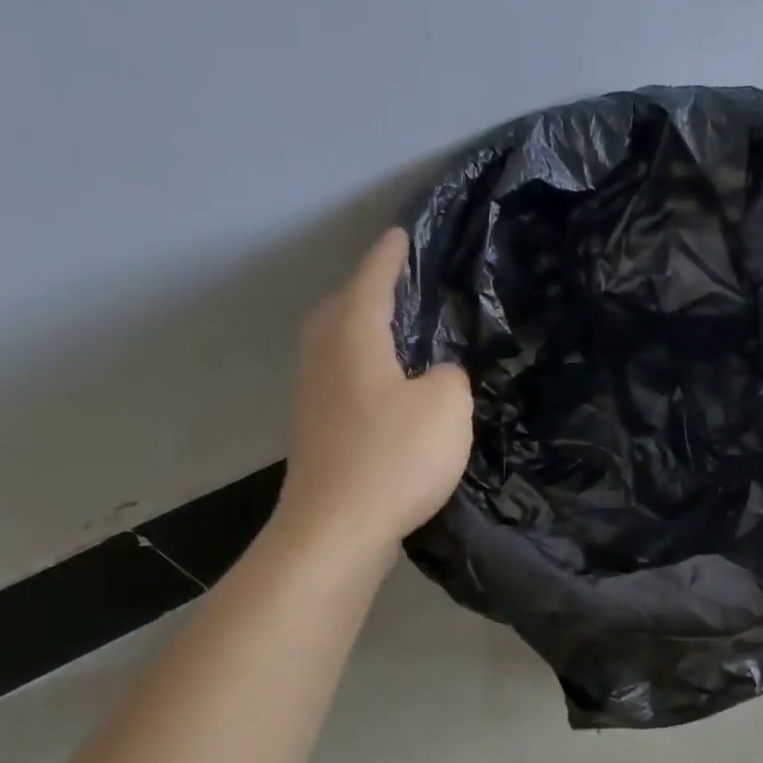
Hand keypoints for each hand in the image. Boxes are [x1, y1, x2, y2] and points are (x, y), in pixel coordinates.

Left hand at [276, 228, 473, 547]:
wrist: (337, 528)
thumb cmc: (395, 457)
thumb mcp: (447, 407)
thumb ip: (450, 376)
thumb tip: (437, 374)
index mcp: (353, 336)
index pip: (372, 280)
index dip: (390, 256)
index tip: (402, 234)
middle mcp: (324, 355)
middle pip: (342, 305)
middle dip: (367, 287)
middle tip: (400, 283)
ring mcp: (312, 393)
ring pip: (335, 341)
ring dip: (361, 327)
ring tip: (394, 329)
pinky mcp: (315, 427)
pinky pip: (339, 374)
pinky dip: (360, 364)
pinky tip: (384, 385)